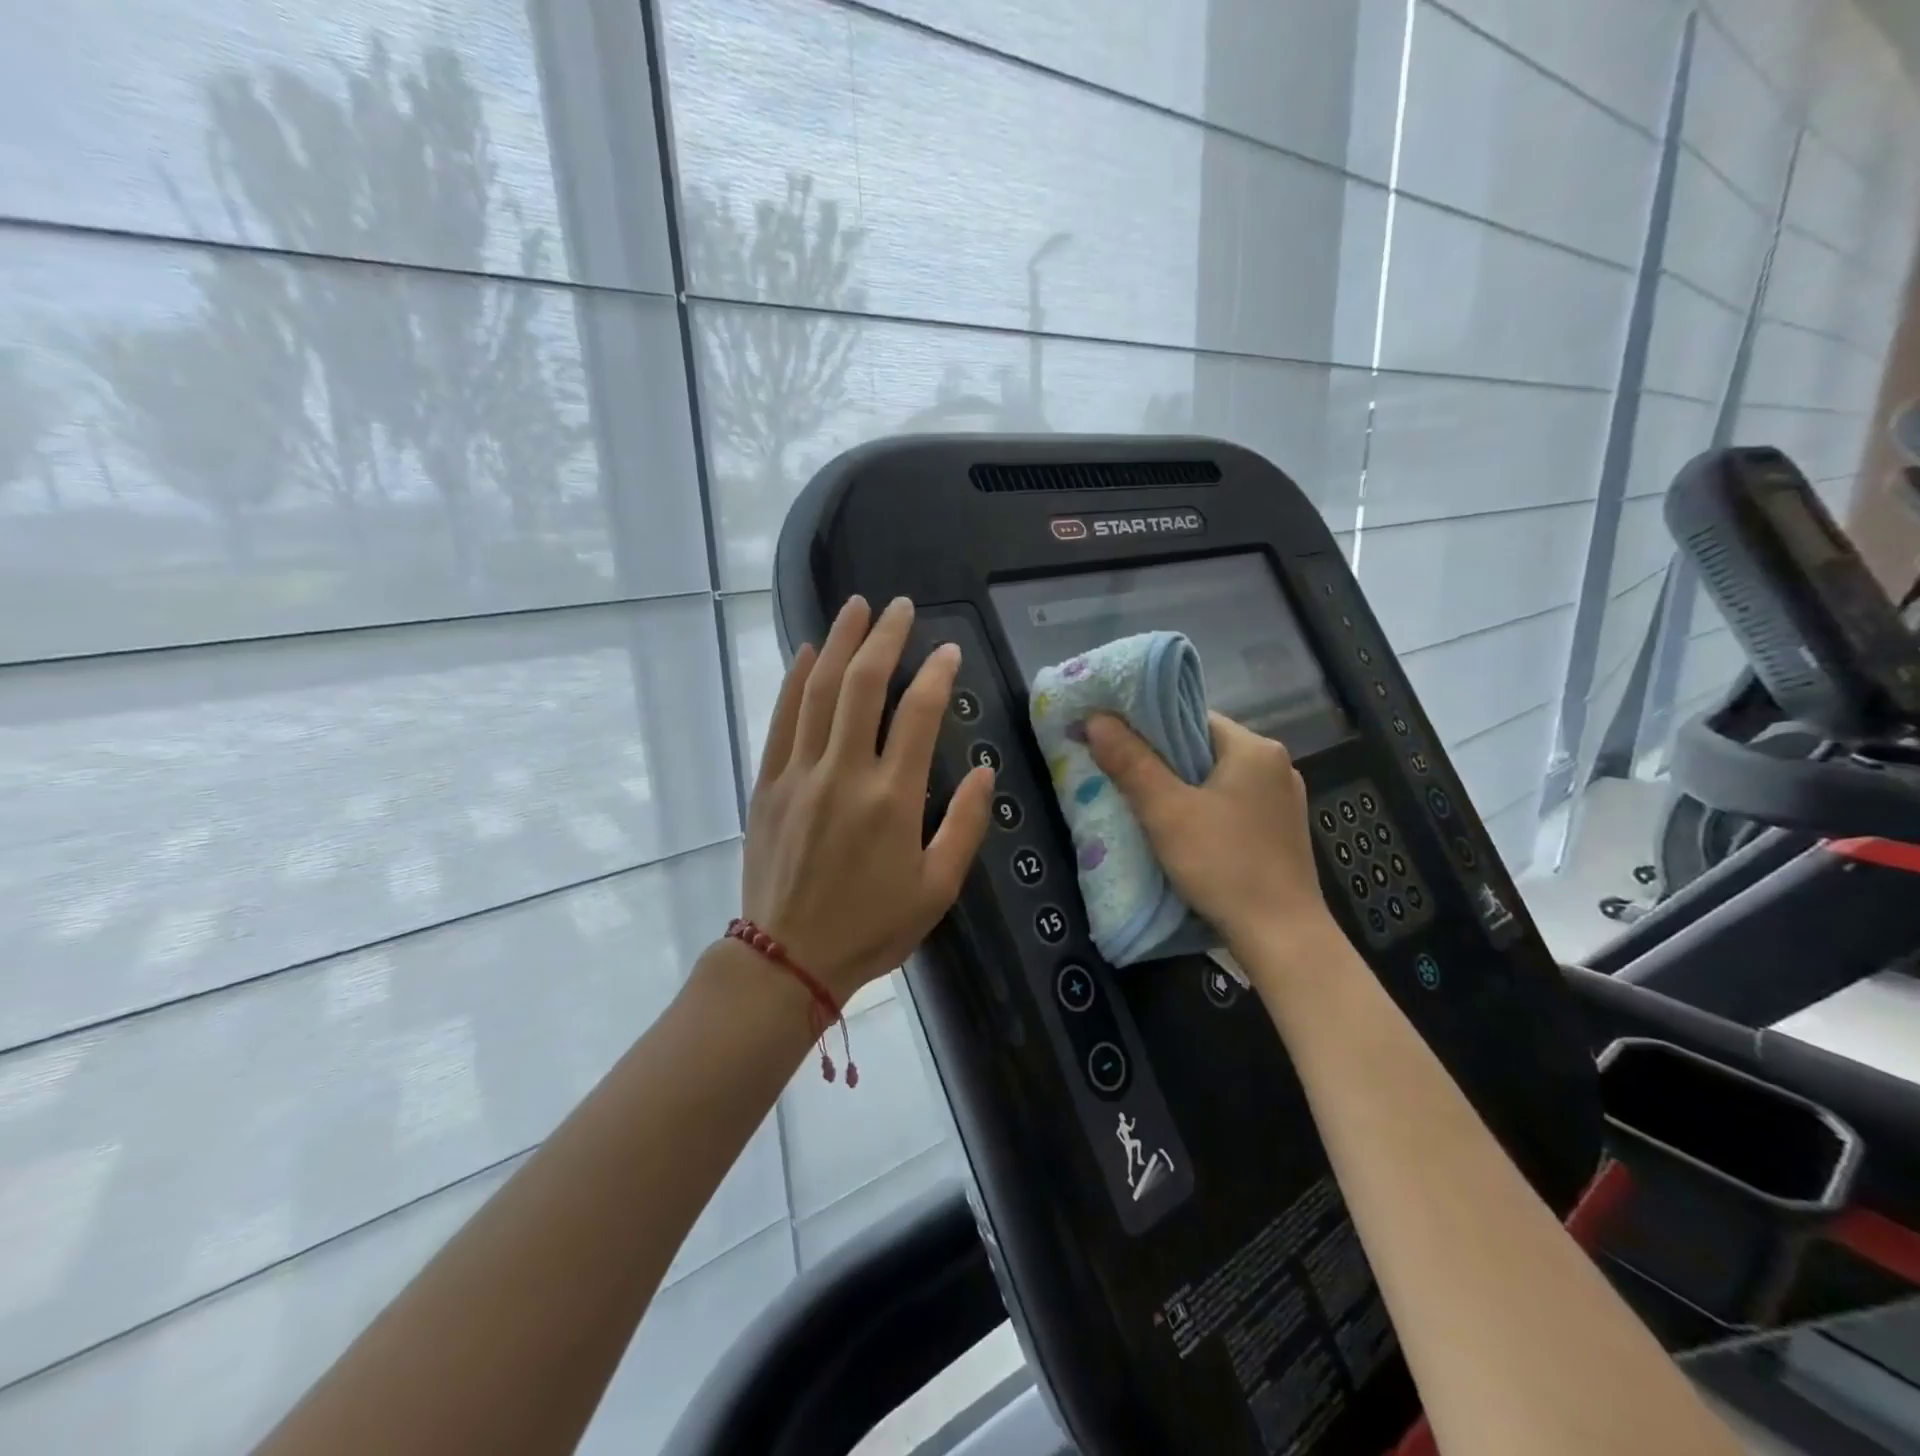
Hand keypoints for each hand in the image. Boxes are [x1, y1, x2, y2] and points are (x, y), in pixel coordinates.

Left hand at [741, 596, 993, 1003]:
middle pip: (864, 686)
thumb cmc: (872, 927)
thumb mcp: (937, 888)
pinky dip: (794, 681)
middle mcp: (845, 774)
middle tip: (898, 606)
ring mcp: (800, 774)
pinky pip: (781, 721)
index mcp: (893, 799)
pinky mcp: (768, 784)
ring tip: (854, 608)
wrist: (788, 958)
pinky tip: (805, 653)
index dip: (937, 674)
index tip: (948, 650)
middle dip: (884, 638)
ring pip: (819, 692)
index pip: (919, 715)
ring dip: (838, 643)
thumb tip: (983, 770)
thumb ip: (964, 825)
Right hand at [1085, 711, 1338, 957]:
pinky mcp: (1281, 831)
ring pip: (1217, 778)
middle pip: (1204, 747)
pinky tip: (1183, 831)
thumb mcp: (1166, 811)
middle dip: (1162, 761)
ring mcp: (1284, 800)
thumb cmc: (1223, 865)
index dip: (1150, 727)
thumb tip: (1096, 718)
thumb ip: (1130, 762)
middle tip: (1121, 775)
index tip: (1116, 743)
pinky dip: (1204, 809)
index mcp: (1255, 748)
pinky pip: (1232, 804)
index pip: (1192, 718)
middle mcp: (1276, 765)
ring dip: (1182, 787)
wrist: (1282, 938)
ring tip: (1145, 805)